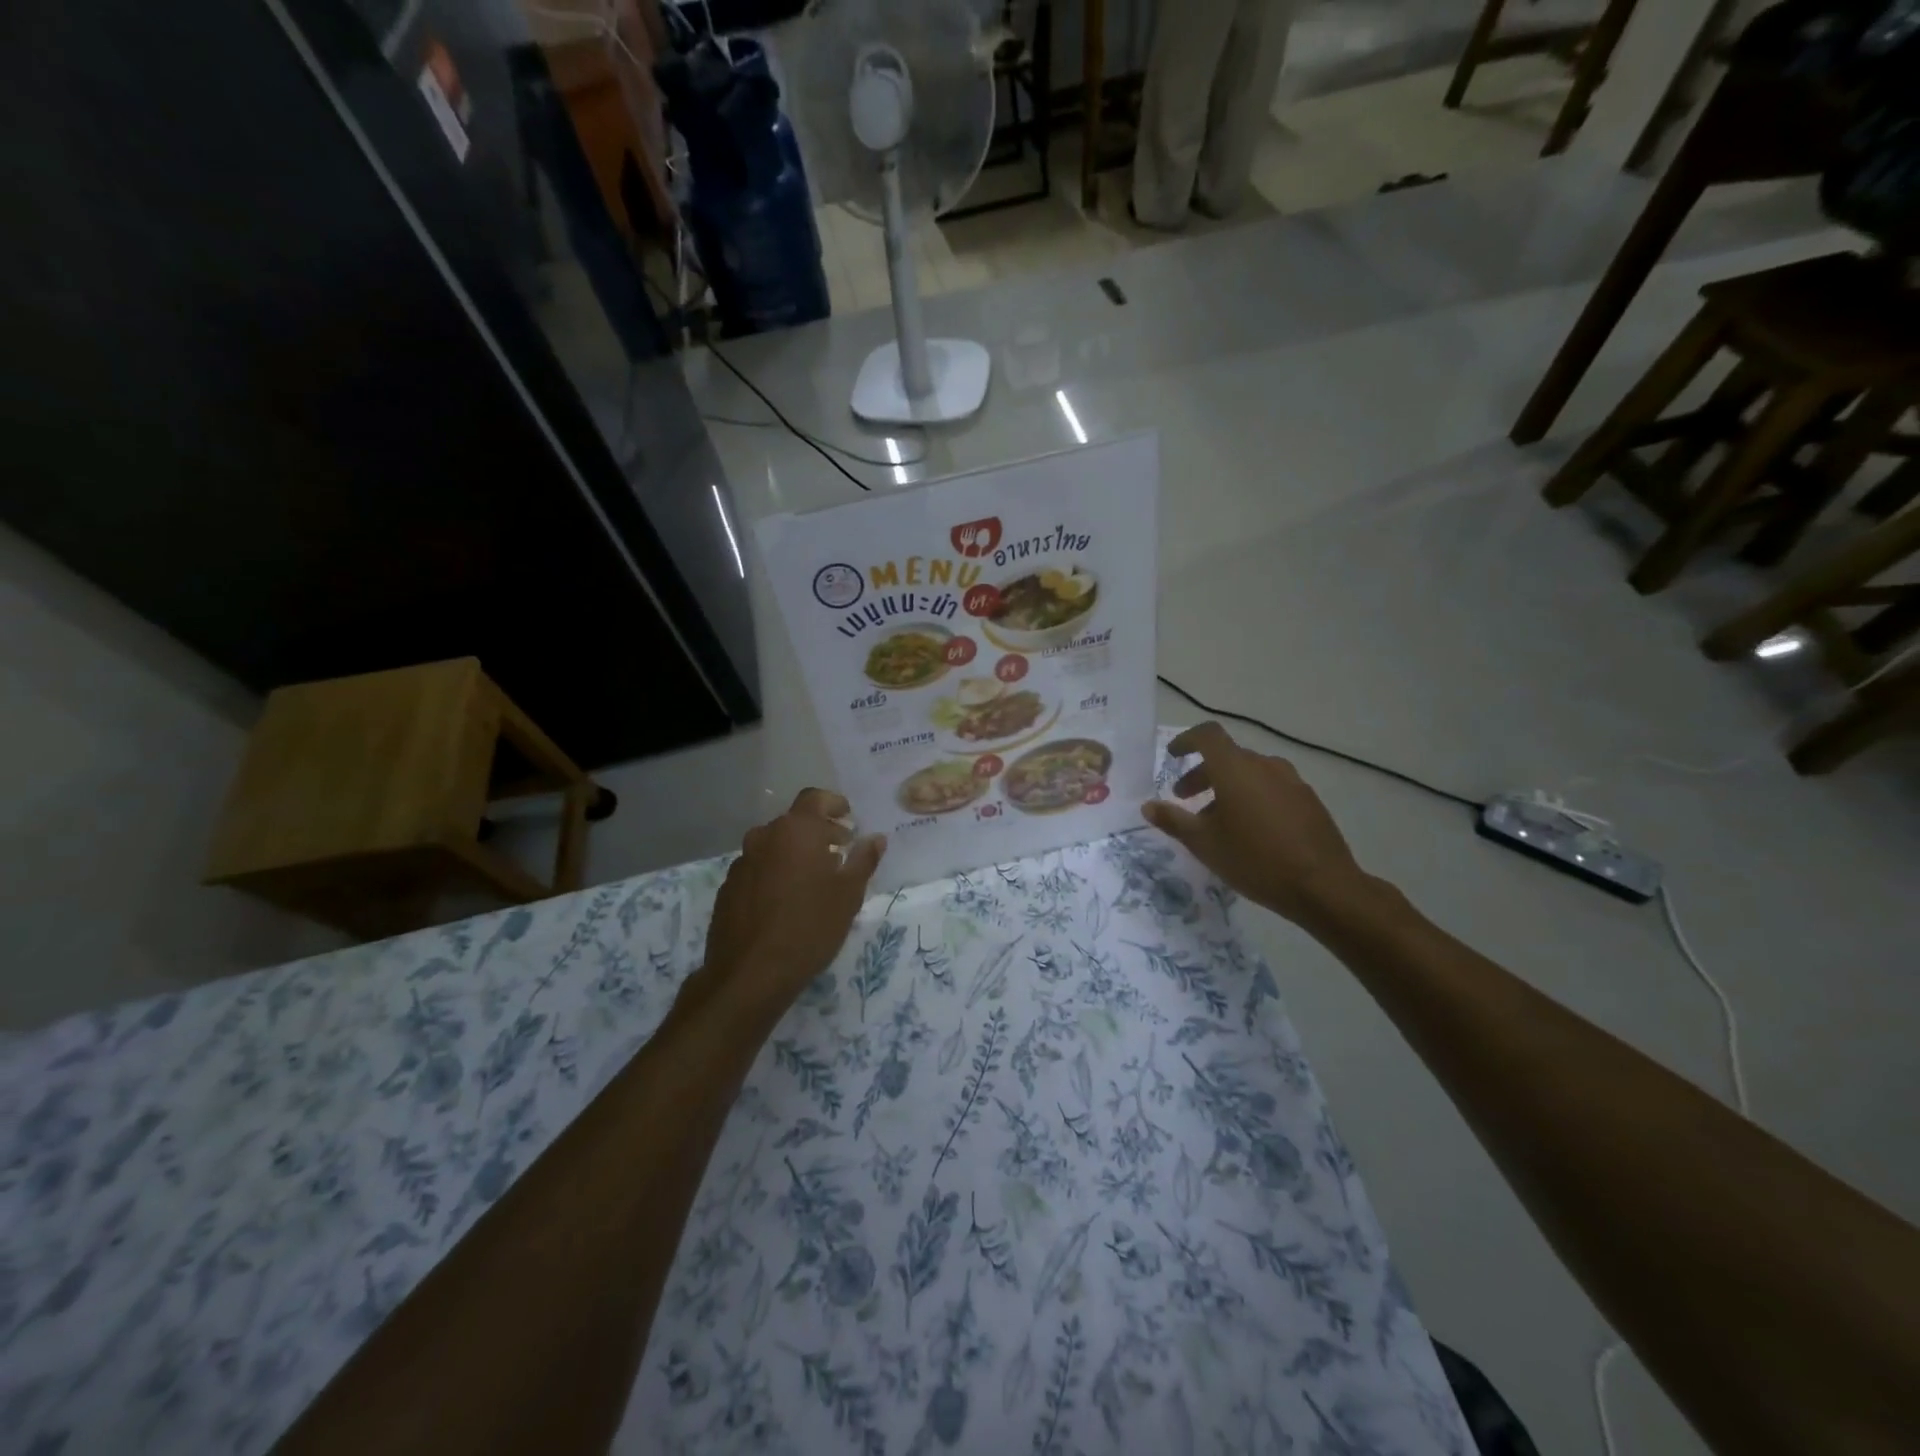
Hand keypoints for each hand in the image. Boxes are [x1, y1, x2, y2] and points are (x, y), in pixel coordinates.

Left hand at [695, 789, 886, 1020]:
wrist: (750, 974)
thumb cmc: (810, 927)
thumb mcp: (849, 895)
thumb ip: (864, 860)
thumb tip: (876, 838)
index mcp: (796, 830)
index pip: (815, 798)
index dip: (834, 804)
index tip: (848, 820)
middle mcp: (764, 837)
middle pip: (794, 823)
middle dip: (818, 833)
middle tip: (839, 853)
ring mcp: (741, 862)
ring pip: (773, 847)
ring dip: (794, 854)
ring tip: (813, 881)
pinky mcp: (727, 888)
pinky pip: (757, 870)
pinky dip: (774, 874)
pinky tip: (785, 903)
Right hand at [1141, 722, 1370, 928]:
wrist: (1323, 886)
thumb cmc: (1254, 859)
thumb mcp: (1204, 843)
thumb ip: (1173, 820)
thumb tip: (1148, 806)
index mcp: (1235, 768)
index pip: (1208, 735)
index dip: (1187, 740)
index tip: (1173, 756)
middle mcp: (1265, 766)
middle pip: (1227, 757)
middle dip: (1202, 773)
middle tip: (1185, 798)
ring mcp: (1292, 782)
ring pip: (1250, 773)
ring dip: (1228, 787)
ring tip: (1217, 820)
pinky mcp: (1309, 801)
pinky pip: (1272, 788)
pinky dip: (1252, 797)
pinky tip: (1250, 830)